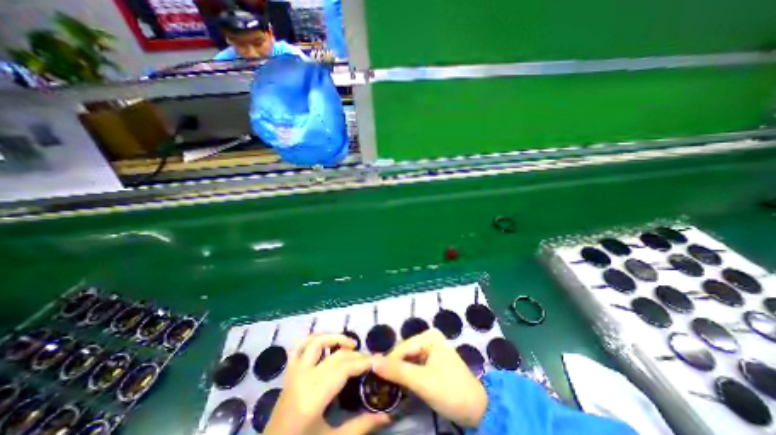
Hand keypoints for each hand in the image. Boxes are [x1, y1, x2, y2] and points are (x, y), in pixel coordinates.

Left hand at [265, 334, 387, 434]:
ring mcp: (293, 373)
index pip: (344, 369)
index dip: (363, 362)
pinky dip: (312, 338)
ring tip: (350, 344)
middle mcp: (303, 378)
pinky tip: (325, 342)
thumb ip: (360, 426)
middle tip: (369, 359)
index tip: (378, 361)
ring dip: (335, 338)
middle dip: (356, 354)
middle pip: (336, 356)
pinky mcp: (288, 372)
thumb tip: (387, 416)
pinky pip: (298, 346)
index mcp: (313, 398)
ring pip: (317, 342)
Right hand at [369, 331, 483, 426]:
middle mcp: (429, 338)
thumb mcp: (422, 381)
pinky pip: (414, 366)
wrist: (477, 410)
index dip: (388, 363)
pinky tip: (402, 386)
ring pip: (408, 360)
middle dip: (394, 368)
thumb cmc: (450, 391)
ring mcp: (431, 349)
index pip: (402, 348)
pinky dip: (408, 376)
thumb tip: (373, 362)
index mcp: (429, 336)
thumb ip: (397, 371)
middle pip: (404, 353)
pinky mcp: (432, 361)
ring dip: (400, 373)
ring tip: (390, 387)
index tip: (374, 378)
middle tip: (382, 385)